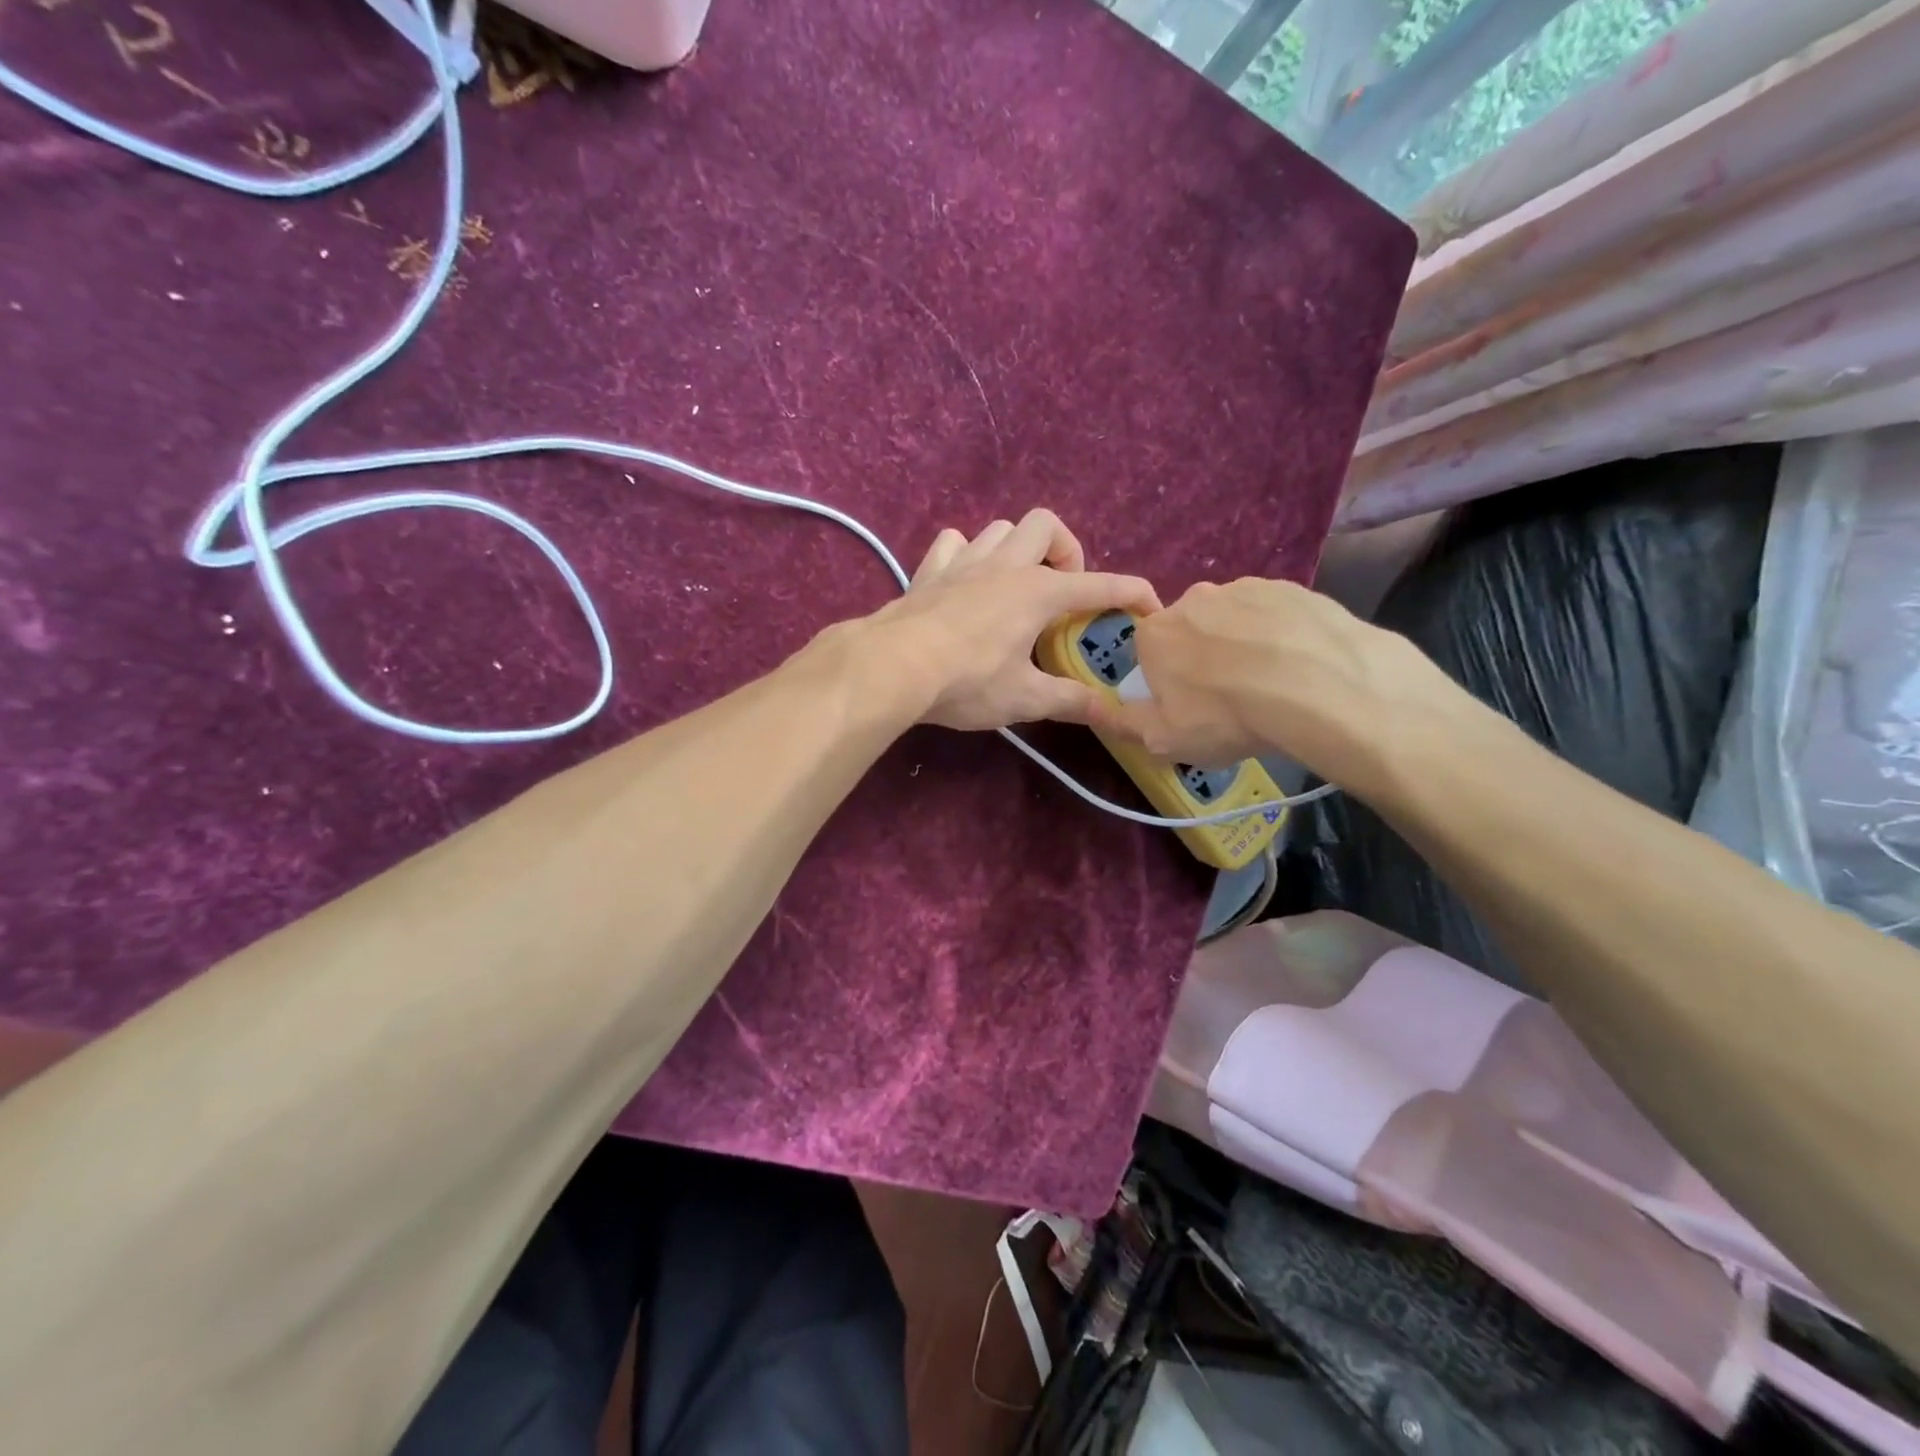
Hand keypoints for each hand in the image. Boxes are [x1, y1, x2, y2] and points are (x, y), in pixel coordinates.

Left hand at [860, 510, 1160, 730]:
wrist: (892, 667)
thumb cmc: (966, 681)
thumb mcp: (1024, 699)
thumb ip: (1069, 701)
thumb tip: (1109, 712)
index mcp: (1038, 592)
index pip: (1099, 585)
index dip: (1132, 593)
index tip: (1151, 606)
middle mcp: (1005, 566)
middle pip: (1047, 525)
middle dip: (1066, 551)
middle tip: (1062, 593)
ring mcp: (963, 562)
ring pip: (1001, 529)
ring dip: (1018, 550)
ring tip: (1017, 587)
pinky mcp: (929, 571)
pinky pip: (954, 543)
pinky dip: (967, 554)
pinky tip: (966, 581)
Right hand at [1088, 577, 1463, 795]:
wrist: (1318, 687)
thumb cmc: (1225, 716)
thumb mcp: (1163, 739)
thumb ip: (1121, 723)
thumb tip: (1091, 710)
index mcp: (1156, 633)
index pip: (1149, 653)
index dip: (1165, 681)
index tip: (1188, 706)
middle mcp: (1193, 599)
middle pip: (1190, 631)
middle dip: (1203, 658)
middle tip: (1231, 698)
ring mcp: (1244, 588)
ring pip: (1234, 620)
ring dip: (1243, 644)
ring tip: (1272, 684)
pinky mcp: (1291, 588)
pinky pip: (1275, 614)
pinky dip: (1280, 635)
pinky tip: (1299, 666)